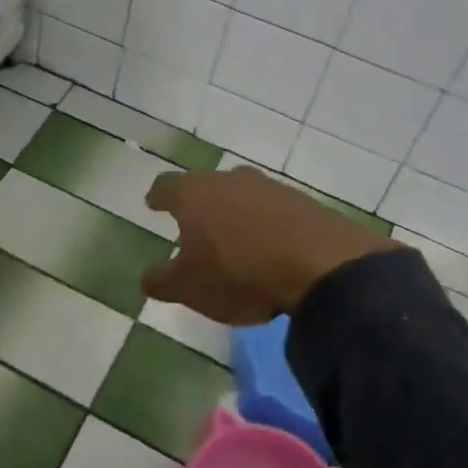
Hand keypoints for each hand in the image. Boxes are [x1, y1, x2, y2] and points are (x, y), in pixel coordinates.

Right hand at [142, 166, 399, 324]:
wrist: (320, 265)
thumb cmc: (238, 272)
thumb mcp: (189, 287)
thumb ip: (162, 281)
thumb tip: (147, 278)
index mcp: (194, 194)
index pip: (166, 186)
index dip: (158, 196)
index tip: (153, 203)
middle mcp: (229, 180)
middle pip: (207, 186)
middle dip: (200, 204)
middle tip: (196, 225)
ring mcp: (269, 188)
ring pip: (243, 196)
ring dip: (237, 214)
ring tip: (235, 241)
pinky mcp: (303, 203)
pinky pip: (275, 211)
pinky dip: (267, 226)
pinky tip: (271, 250)